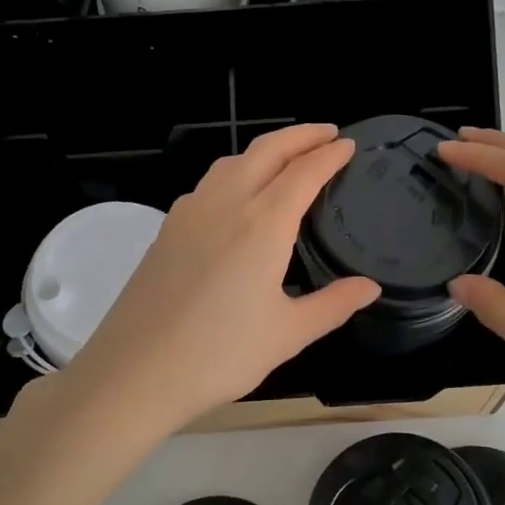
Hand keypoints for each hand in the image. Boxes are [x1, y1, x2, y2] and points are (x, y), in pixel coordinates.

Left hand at [28, 124, 381, 442]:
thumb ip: (333, 304)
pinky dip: (236, 171)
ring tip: (287, 157)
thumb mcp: (287, 334)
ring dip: (265, 150)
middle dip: (300, 135)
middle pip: (267, 150)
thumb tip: (370, 287)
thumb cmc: (219, 355)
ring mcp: (190, 212)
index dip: (329, 154)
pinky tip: (239, 195)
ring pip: (233, 161)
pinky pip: (209, 183)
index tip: (348, 144)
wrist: (135, 371)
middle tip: (327, 133)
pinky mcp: (167, 228)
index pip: (304, 172)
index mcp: (262, 225)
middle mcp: (226, 204)